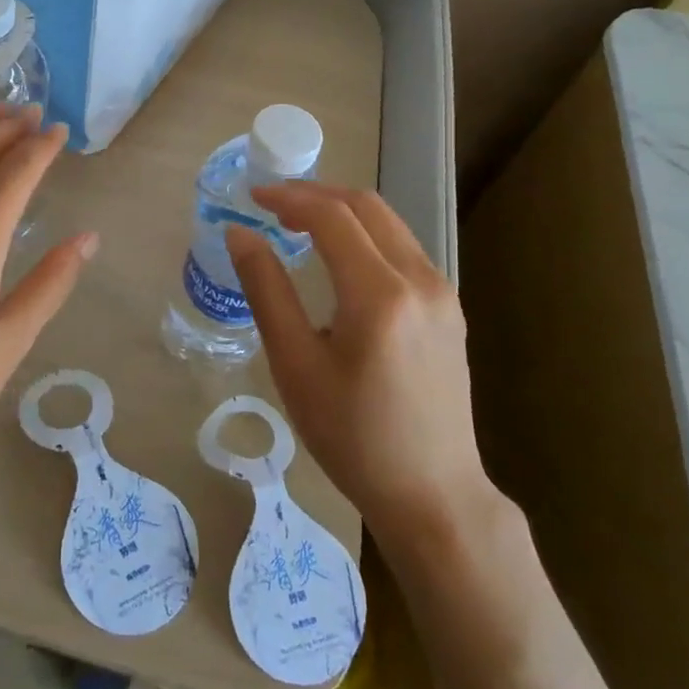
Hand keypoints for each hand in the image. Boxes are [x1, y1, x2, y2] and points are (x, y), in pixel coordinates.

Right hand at [226, 184, 485, 535]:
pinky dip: (365, 234)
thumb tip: (239, 234)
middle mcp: (420, 280)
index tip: (252, 197)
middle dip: (316, 195)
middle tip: (273, 203)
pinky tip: (339, 256)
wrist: (433, 493)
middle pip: (366, 207)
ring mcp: (442, 293)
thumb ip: (266, 290)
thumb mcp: (295, 365)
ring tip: (299, 223)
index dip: (289, 198)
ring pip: (389, 223)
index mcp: (379, 294)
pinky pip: (403, 248)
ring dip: (342, 211)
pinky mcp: (449, 308)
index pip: (332, 217)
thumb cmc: (352, 436)